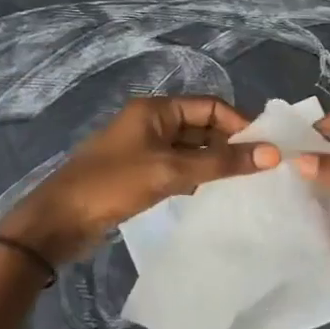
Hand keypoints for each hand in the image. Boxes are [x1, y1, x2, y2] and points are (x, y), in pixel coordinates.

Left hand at [0, 96, 277, 264]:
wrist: (57, 222)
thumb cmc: (113, 185)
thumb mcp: (170, 171)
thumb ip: (220, 163)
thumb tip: (271, 154)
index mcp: (156, 110)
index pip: (210, 106)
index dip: (239, 123)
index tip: (266, 148)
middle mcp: (152, 123)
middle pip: (202, 126)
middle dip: (230, 144)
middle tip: (262, 168)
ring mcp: (145, 149)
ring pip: (192, 149)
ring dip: (215, 163)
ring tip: (246, 183)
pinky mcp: (140, 174)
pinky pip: (179, 168)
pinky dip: (198, 177)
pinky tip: (216, 195)